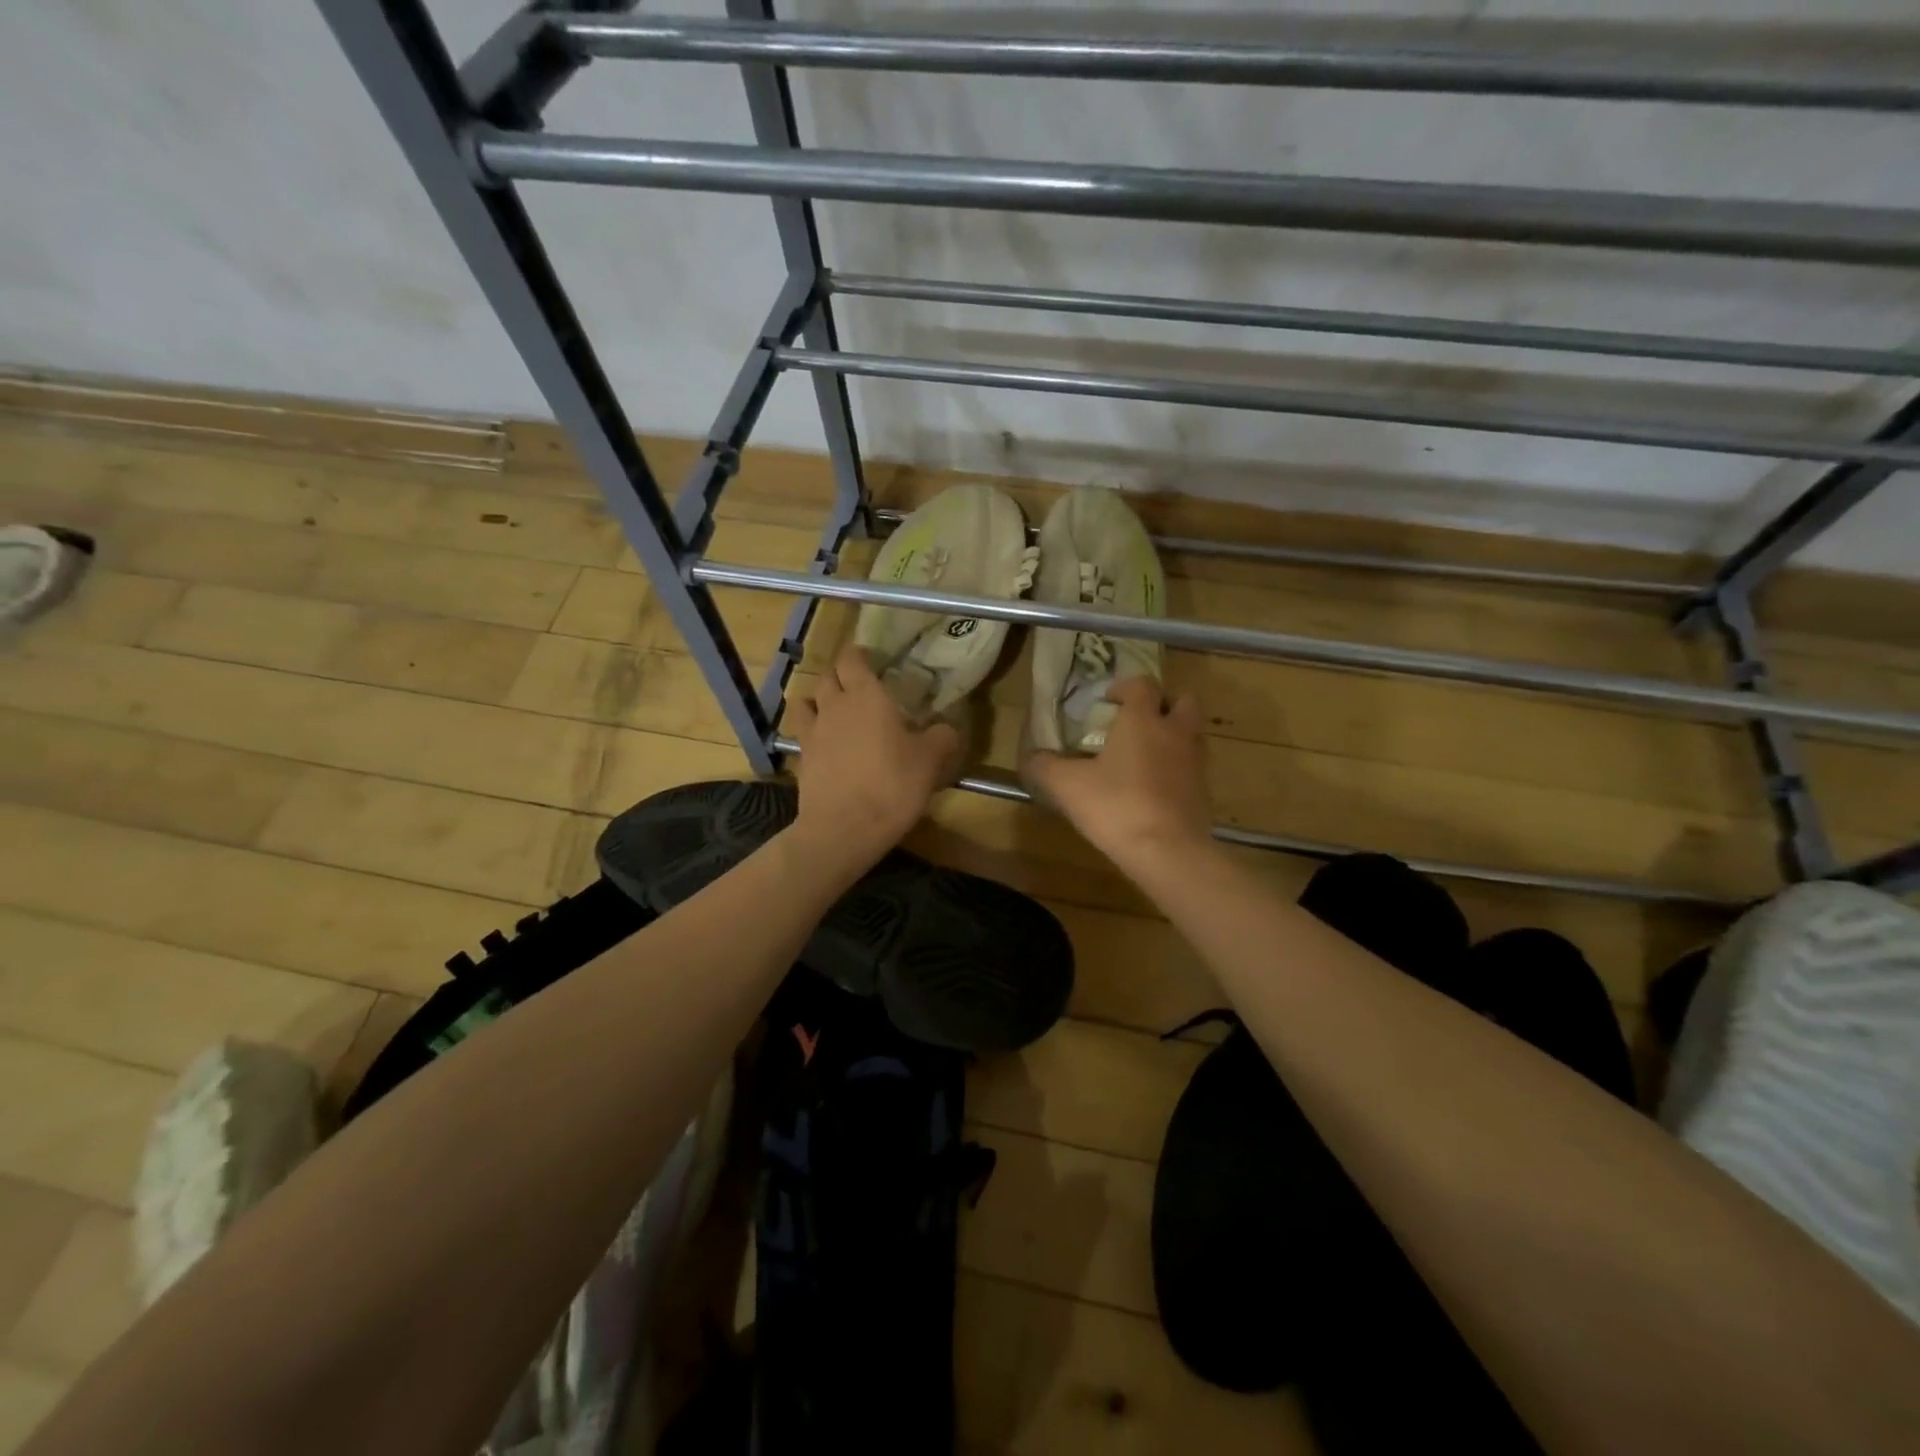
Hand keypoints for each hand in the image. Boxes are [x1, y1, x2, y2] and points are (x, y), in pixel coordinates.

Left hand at [784, 645, 959, 868]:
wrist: (844, 828)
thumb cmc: (892, 785)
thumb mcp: (930, 762)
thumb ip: (941, 738)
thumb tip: (947, 729)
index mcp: (866, 696)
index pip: (852, 659)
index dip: (858, 655)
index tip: (870, 659)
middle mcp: (834, 705)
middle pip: (827, 677)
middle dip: (840, 676)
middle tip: (858, 687)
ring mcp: (813, 732)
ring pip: (806, 702)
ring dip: (818, 700)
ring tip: (833, 711)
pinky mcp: (801, 759)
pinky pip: (801, 734)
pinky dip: (810, 732)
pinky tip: (824, 745)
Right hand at [1024, 675, 1212, 873]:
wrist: (1168, 852)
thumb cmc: (1116, 806)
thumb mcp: (1067, 786)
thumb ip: (1045, 767)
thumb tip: (1032, 759)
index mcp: (1143, 720)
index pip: (1142, 684)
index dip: (1125, 687)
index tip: (1108, 701)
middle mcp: (1175, 733)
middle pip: (1184, 701)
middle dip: (1164, 705)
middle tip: (1140, 721)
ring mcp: (1196, 763)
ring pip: (1193, 735)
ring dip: (1174, 737)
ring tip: (1146, 757)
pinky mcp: (1204, 792)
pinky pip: (1193, 769)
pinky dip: (1178, 771)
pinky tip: (1155, 790)